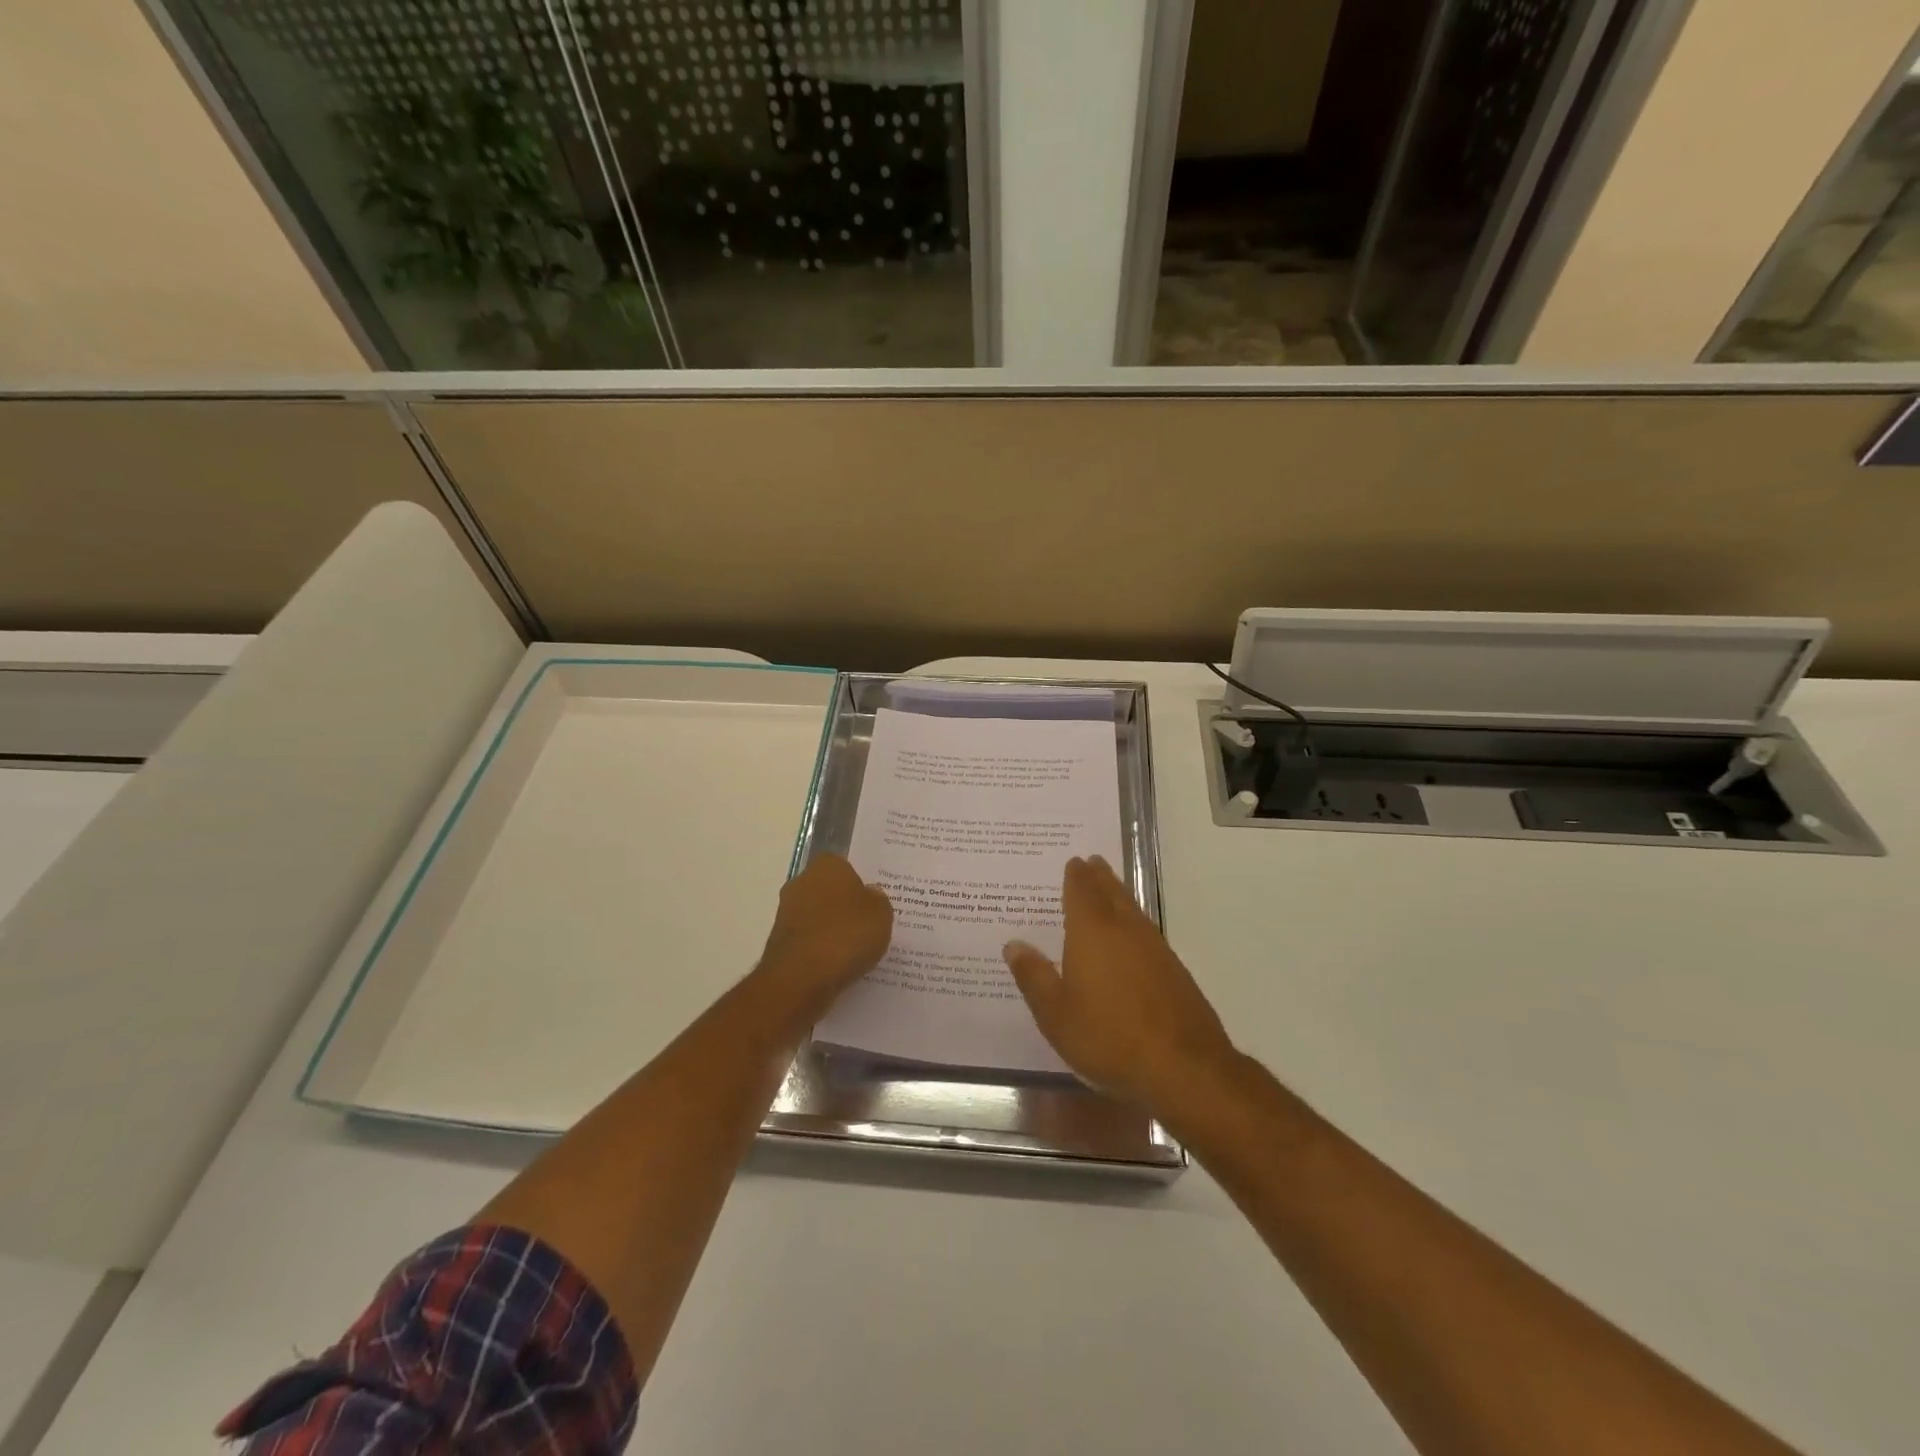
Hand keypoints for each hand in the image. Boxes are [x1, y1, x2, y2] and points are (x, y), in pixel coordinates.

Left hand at [756, 854, 892, 1021]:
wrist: (800, 979)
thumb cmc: (846, 935)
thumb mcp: (881, 914)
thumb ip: (878, 899)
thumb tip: (869, 895)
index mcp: (827, 866)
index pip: (847, 867)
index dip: (861, 885)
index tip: (874, 904)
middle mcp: (802, 882)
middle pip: (830, 891)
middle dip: (845, 906)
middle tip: (868, 926)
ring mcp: (787, 912)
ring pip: (818, 917)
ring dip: (832, 930)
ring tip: (856, 952)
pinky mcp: (779, 942)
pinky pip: (809, 941)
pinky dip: (821, 950)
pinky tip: (837, 966)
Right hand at [1003, 856, 1236, 1111]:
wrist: (1184, 1067)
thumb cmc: (1108, 1038)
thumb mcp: (1055, 1014)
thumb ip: (1034, 976)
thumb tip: (1014, 944)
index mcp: (1092, 932)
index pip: (1082, 891)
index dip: (1076, 875)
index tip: (1073, 861)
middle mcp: (1125, 929)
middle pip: (1111, 892)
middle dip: (1100, 876)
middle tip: (1091, 861)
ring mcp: (1154, 947)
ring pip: (1132, 909)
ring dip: (1119, 894)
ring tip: (1109, 888)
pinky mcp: (1173, 969)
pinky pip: (1146, 930)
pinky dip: (1134, 922)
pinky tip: (1131, 936)